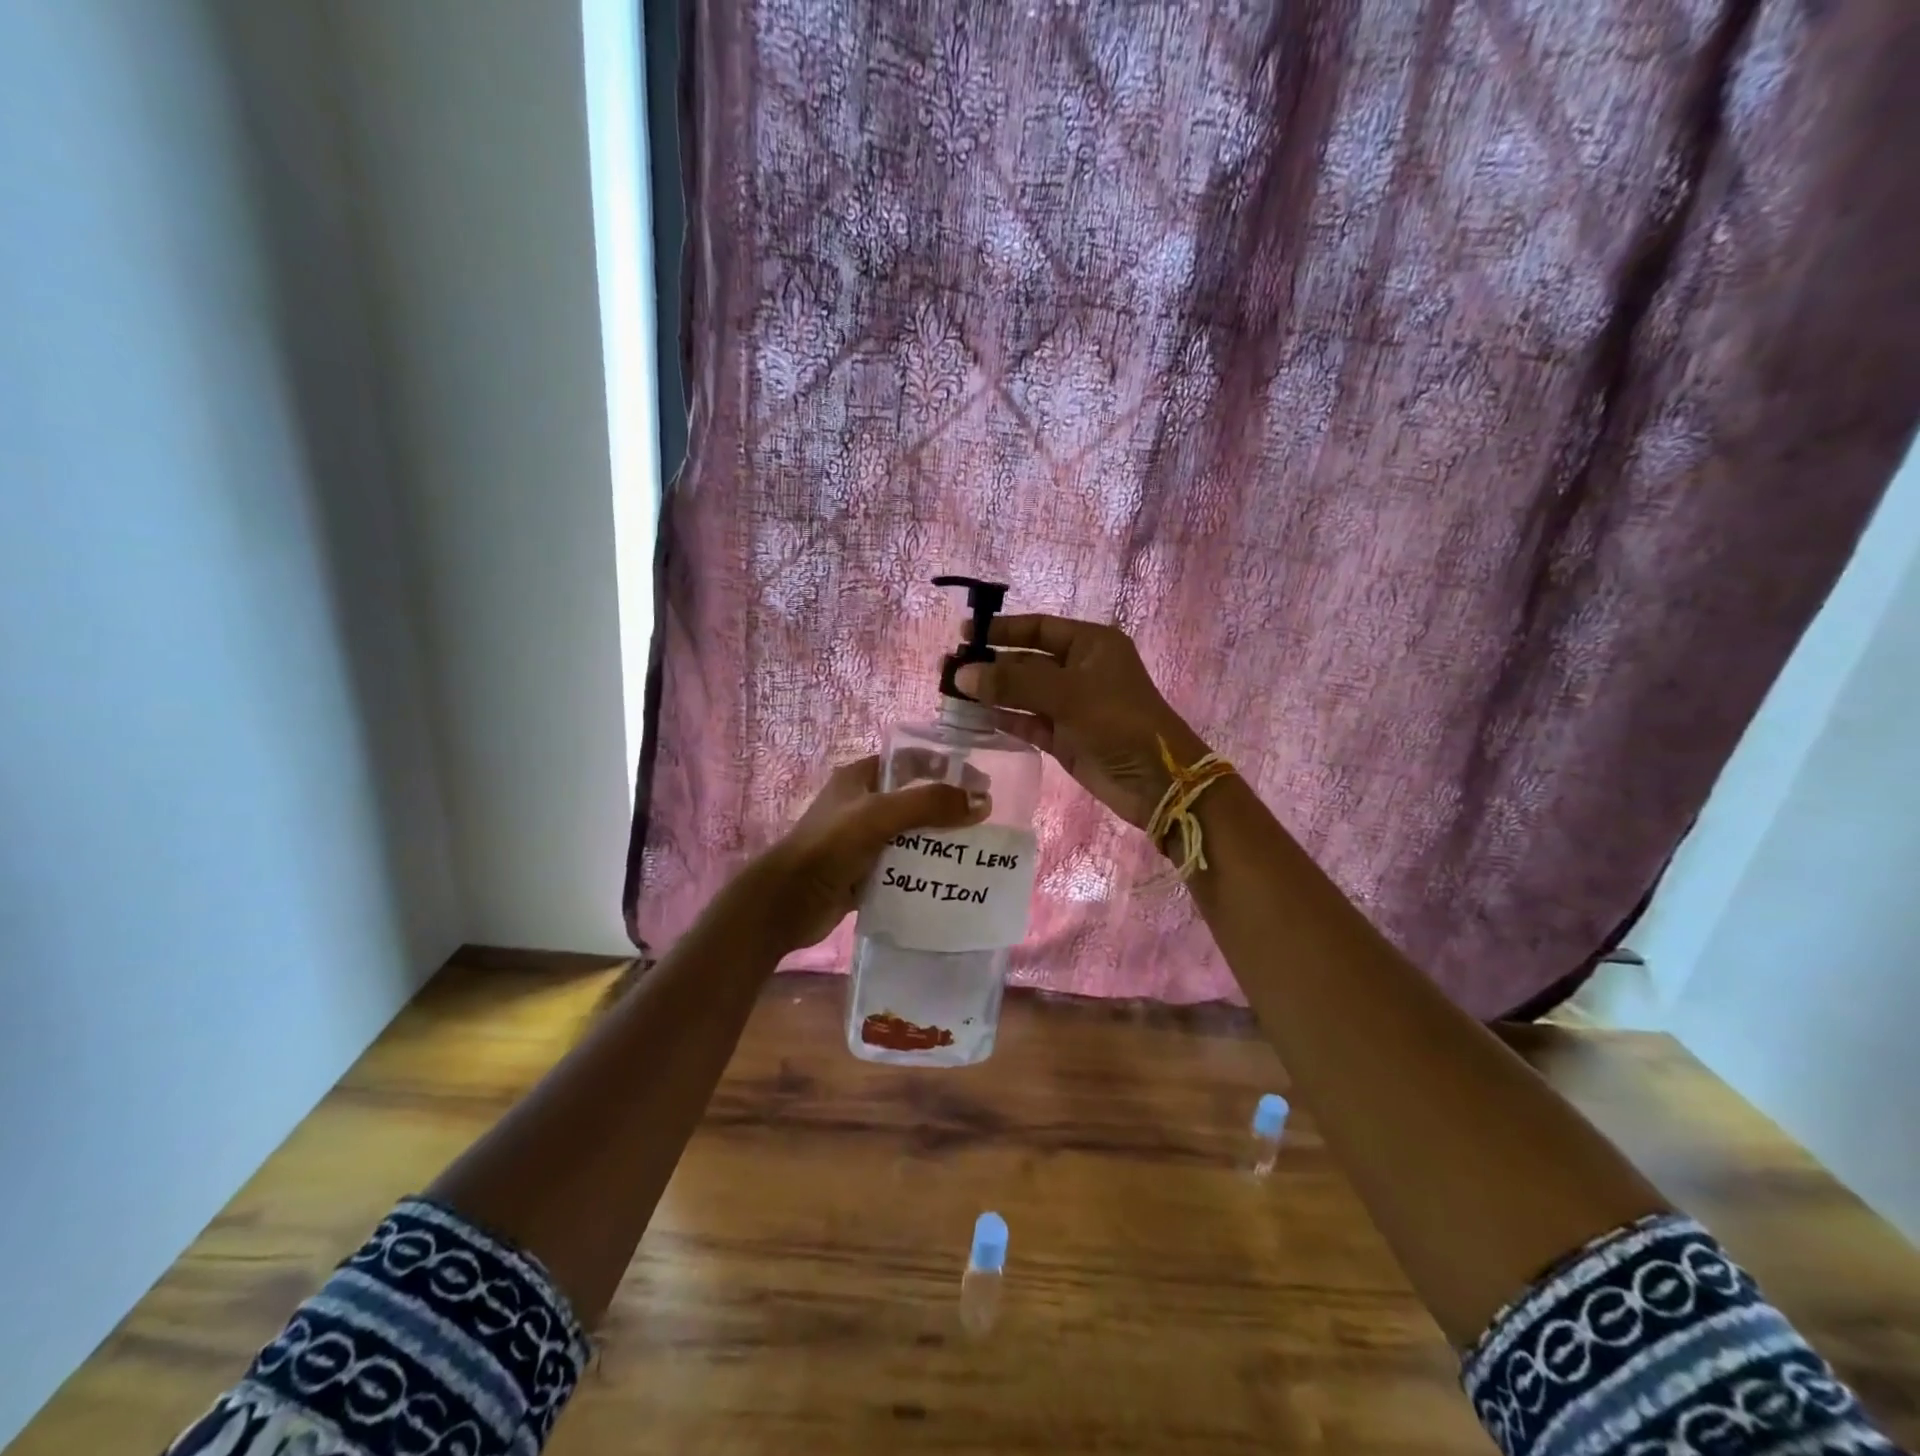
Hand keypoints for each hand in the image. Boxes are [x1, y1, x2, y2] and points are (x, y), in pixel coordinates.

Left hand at [748, 756, 988, 952]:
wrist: (786, 903)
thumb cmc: (829, 847)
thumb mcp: (880, 815)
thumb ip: (930, 804)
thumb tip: (982, 802)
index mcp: (860, 778)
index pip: (910, 760)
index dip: (945, 765)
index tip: (980, 781)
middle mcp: (861, 804)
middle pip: (914, 798)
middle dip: (947, 807)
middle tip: (984, 820)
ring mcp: (861, 840)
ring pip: (910, 834)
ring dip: (938, 841)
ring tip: (975, 851)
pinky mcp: (863, 871)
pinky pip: (902, 865)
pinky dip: (923, 869)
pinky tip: (949, 878)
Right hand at [954, 615, 1208, 829]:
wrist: (1158, 781)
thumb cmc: (1119, 722)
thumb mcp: (1068, 694)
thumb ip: (1013, 683)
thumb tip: (963, 674)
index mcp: (1091, 645)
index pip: (1038, 628)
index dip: (1002, 630)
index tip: (965, 634)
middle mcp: (1080, 670)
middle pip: (1027, 661)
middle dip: (991, 664)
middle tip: (949, 669)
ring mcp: (1071, 705)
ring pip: (1024, 693)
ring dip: (992, 693)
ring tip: (952, 693)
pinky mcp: (1065, 737)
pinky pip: (1028, 722)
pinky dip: (1004, 719)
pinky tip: (975, 718)